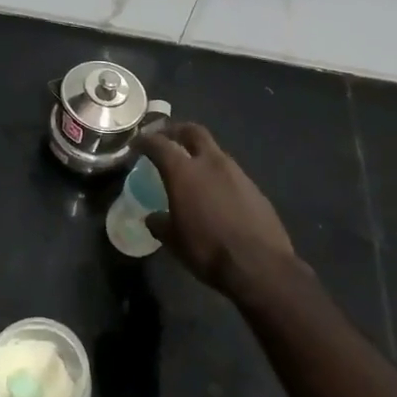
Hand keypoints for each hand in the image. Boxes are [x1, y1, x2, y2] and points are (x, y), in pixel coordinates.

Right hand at [140, 124, 302, 305]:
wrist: (260, 265)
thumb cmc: (207, 250)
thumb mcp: (173, 241)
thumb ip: (159, 223)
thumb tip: (153, 217)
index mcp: (184, 171)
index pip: (159, 144)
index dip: (145, 141)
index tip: (136, 144)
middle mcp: (211, 162)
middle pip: (193, 131)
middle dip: (177, 131)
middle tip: (166, 139)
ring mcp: (237, 172)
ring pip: (214, 151)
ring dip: (200, 153)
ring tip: (191, 169)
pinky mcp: (254, 187)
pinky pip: (230, 172)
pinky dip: (217, 175)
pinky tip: (214, 193)